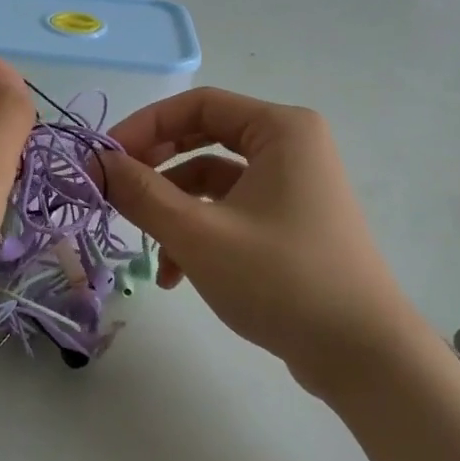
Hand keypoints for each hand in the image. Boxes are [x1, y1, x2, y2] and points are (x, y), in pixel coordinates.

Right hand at [102, 88, 415, 393]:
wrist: (363, 355)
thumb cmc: (281, 279)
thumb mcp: (199, 235)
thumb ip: (141, 193)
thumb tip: (96, 163)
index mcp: (280, 130)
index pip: (197, 105)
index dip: (144, 126)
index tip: (102, 159)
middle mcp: (291, 147)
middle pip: (204, 139)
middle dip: (155, 168)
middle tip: (115, 190)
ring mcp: (293, 187)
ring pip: (214, 182)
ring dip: (174, 210)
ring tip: (147, 248)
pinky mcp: (290, 224)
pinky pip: (232, 212)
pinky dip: (200, 234)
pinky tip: (176, 276)